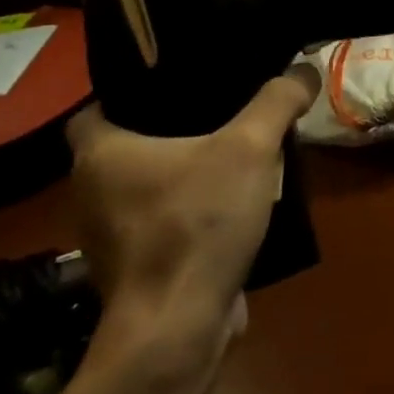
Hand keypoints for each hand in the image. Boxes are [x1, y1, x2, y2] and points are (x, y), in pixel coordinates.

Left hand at [66, 68, 318, 355]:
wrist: (177, 324)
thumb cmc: (197, 223)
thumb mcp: (250, 148)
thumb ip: (278, 102)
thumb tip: (305, 68)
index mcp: (99, 154)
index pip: (97, 107)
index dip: (133, 94)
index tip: (179, 88)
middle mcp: (89, 193)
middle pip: (126, 148)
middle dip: (169, 134)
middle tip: (220, 116)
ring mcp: (107, 236)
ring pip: (144, 188)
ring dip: (180, 177)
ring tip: (229, 160)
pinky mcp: (132, 269)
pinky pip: (158, 224)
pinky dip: (185, 215)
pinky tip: (227, 211)